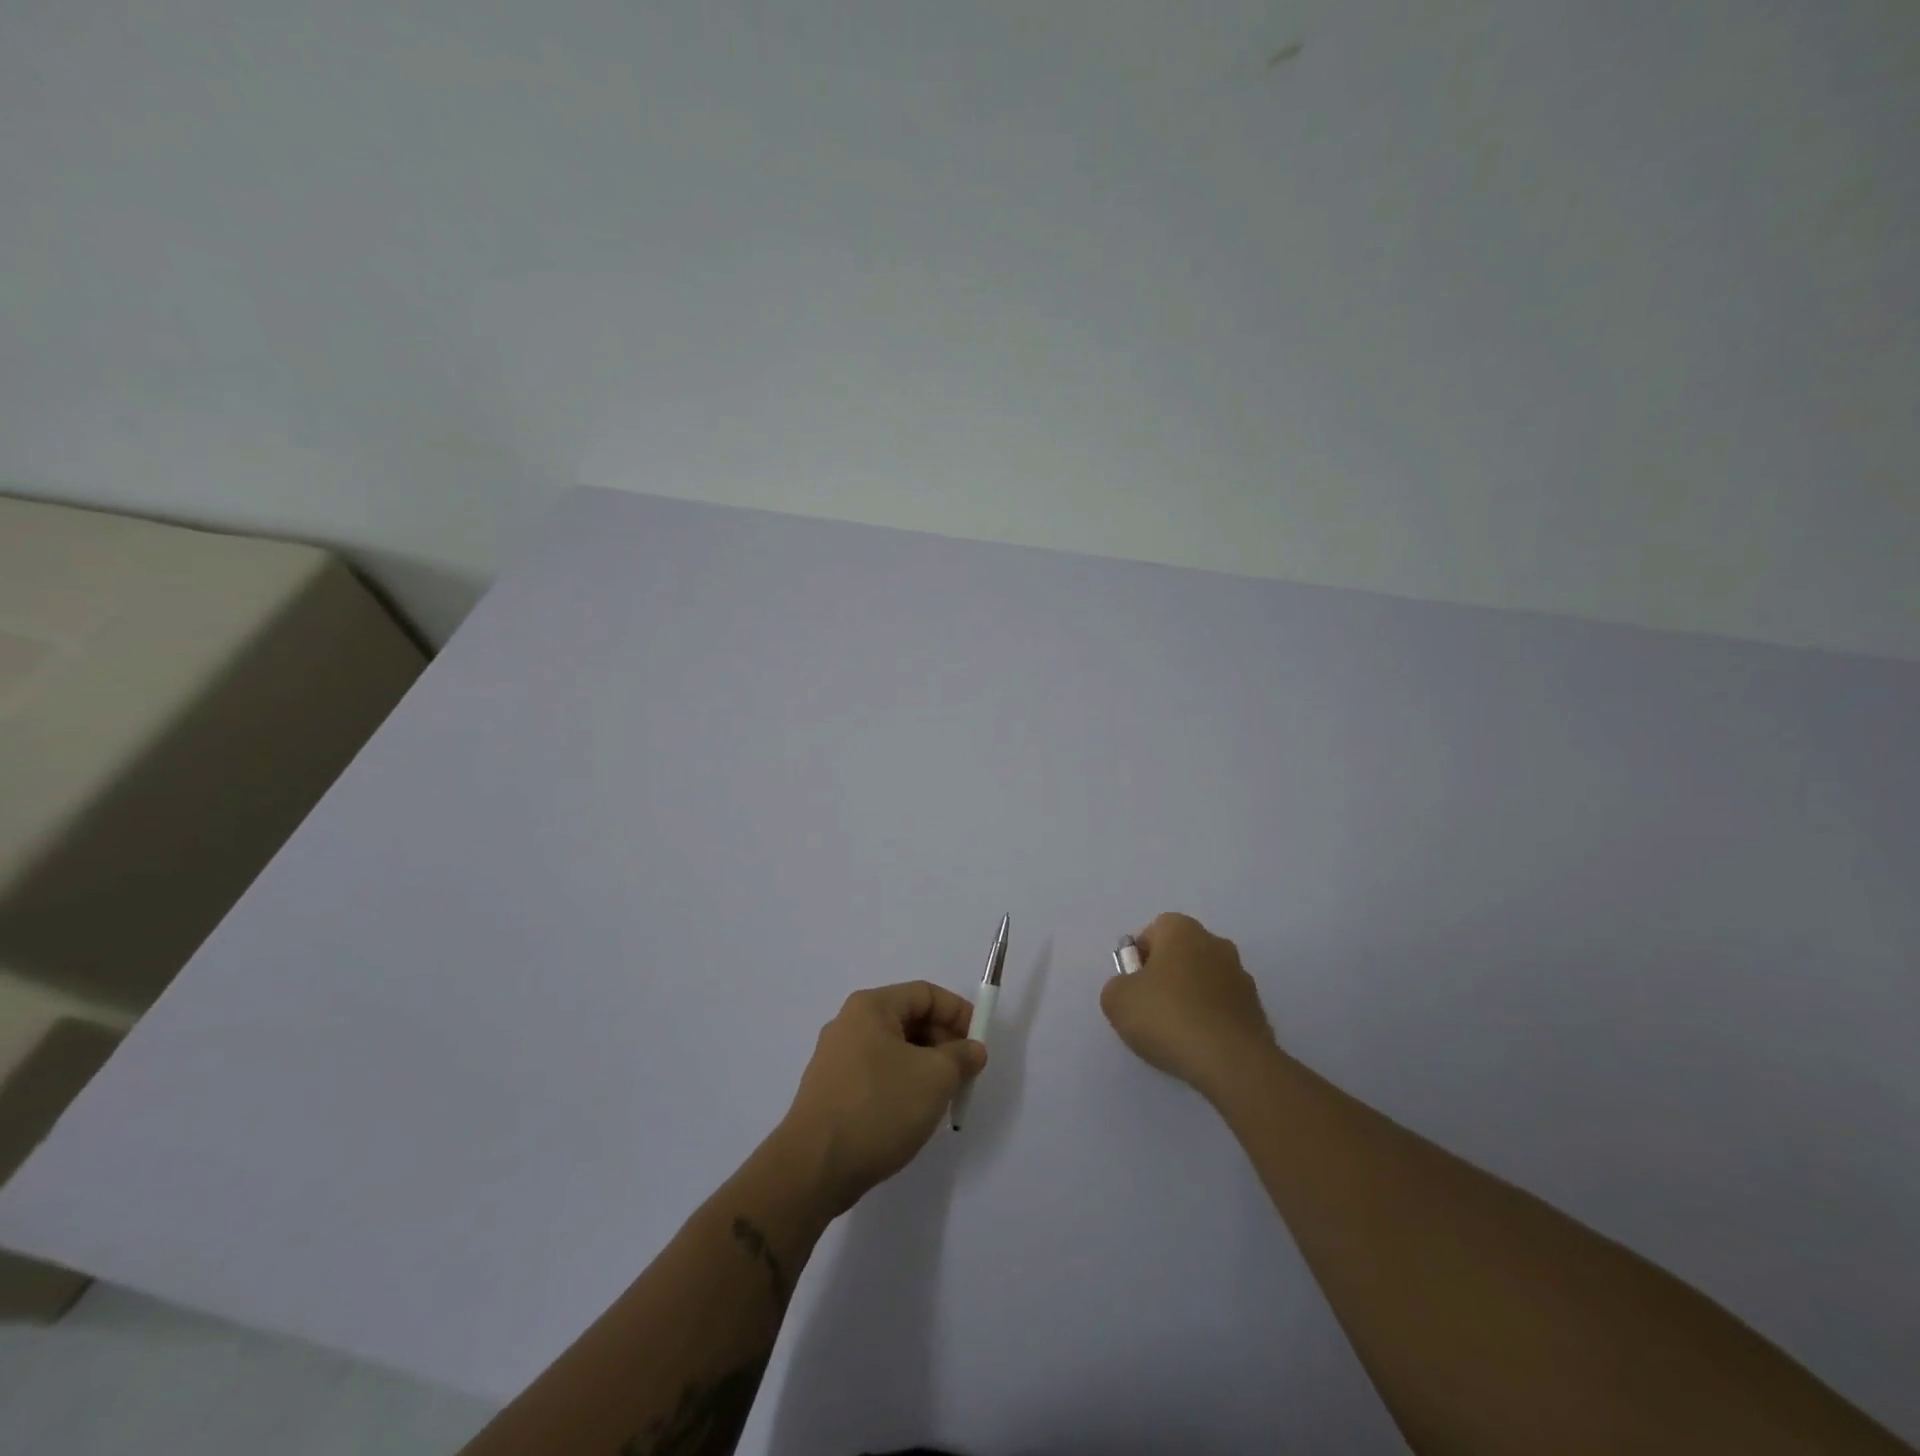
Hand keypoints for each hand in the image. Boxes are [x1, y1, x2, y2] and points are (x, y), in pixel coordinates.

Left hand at [777, 981, 987, 1215]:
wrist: (813, 1167)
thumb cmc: (878, 1107)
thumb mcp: (935, 1078)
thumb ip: (961, 1057)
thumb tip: (972, 1050)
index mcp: (871, 1007)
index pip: (925, 994)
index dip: (958, 1013)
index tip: (980, 1043)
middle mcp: (849, 1024)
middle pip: (909, 1020)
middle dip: (943, 1042)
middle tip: (965, 1074)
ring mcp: (836, 1059)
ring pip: (894, 1050)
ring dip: (925, 1067)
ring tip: (943, 1098)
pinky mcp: (831, 1091)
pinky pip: (877, 1075)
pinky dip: (902, 1085)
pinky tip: (912, 1115)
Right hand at [1101, 912, 1276, 1095]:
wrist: (1231, 1061)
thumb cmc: (1168, 1017)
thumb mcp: (1117, 1000)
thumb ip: (1117, 986)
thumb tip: (1131, 989)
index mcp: (1182, 930)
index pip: (1153, 932)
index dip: (1139, 959)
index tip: (1134, 988)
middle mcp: (1216, 943)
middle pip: (1181, 955)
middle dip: (1166, 977)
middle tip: (1151, 1010)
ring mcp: (1241, 976)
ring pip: (1204, 981)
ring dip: (1190, 999)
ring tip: (1177, 1035)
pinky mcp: (1257, 1009)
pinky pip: (1222, 1008)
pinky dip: (1210, 1021)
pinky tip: (1200, 1046)